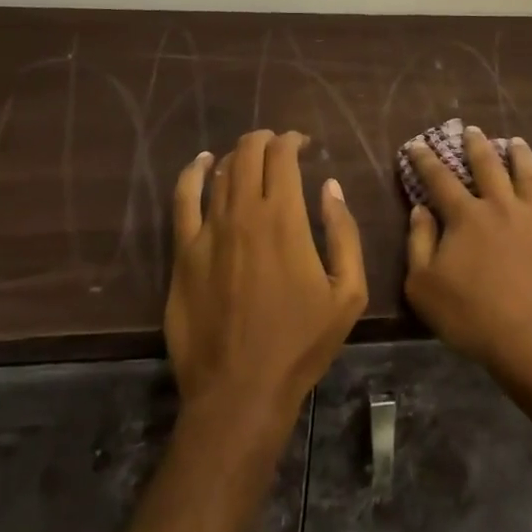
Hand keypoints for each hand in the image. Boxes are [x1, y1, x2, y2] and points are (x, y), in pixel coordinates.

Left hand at [166, 130, 366, 428]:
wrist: (240, 391)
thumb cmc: (300, 343)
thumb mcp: (348, 292)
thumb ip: (344, 232)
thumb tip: (331, 187)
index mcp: (285, 217)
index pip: (283, 155)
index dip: (293, 140)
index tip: (303, 145)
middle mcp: (244, 212)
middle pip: (249, 154)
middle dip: (265, 141)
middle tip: (278, 147)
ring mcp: (208, 231)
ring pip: (221, 172)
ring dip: (238, 155)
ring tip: (250, 156)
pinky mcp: (183, 253)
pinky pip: (183, 200)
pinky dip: (193, 174)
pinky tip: (201, 164)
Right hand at [403, 127, 531, 389]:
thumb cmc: (473, 317)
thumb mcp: (424, 287)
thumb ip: (419, 243)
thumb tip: (420, 209)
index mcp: (466, 216)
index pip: (440, 179)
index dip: (426, 160)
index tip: (417, 144)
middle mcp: (502, 205)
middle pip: (487, 165)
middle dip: (476, 145)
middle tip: (472, 129)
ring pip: (527, 174)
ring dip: (519, 154)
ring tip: (515, 142)